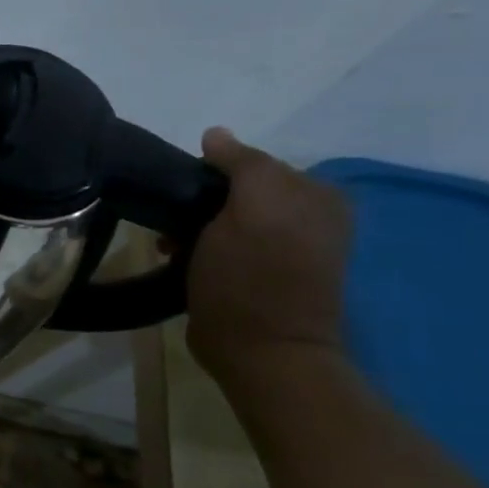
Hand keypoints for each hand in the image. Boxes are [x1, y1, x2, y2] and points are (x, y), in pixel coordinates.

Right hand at [186, 129, 352, 382]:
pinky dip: (200, 244)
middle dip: (200, 200)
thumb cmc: (253, 277)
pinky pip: (224, 241)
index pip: (251, 161)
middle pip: (237, 189)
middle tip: (173, 222)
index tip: (182, 193)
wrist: (260, 352)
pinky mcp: (264, 273)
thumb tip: (215, 135)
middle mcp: (308, 215)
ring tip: (172, 244)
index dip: (211, 172)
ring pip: (226, 215)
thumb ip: (242, 163)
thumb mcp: (252, 207)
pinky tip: (182, 257)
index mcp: (316, 194)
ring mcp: (286, 247)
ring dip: (194, 225)